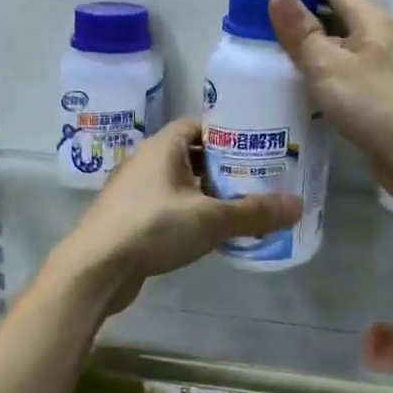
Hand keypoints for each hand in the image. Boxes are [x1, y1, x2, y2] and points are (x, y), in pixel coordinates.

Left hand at [61, 118, 300, 315]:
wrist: (95, 268)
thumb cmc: (153, 228)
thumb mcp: (210, 220)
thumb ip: (254, 213)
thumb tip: (298, 206)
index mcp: (164, 146)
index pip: (200, 124)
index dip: (229, 133)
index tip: (257, 146)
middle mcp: (146, 160)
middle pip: (192, 153)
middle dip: (222, 165)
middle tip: (256, 178)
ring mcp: (134, 189)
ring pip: (179, 181)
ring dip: (205, 191)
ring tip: (239, 205)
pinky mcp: (129, 216)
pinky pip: (167, 204)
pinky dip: (188, 211)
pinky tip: (208, 231)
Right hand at [268, 0, 392, 211]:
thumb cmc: (375, 105)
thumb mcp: (329, 66)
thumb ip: (301, 33)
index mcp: (372, 20)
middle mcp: (383, 36)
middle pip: (339, 14)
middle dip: (305, 15)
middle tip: (265, 24)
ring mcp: (387, 67)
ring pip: (344, 46)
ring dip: (314, 46)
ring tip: (278, 54)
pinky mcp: (386, 95)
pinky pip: (349, 72)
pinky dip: (326, 71)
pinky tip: (308, 86)